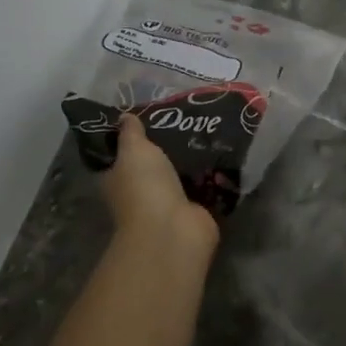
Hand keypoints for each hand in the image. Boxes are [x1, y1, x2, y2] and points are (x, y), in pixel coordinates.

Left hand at [99, 115, 218, 252]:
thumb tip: (123, 116)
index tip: (151, 116)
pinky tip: (225, 152)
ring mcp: (169, 203)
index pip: (121, 157)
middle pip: (154, 165)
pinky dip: (213, 175)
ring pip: (180, 175)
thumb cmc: (144, 187)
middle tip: (187, 118)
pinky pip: (204, 186)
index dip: (132, 139)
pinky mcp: (194, 210)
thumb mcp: (134, 150)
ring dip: (193, 160)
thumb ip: (131, 133)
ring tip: (210, 129)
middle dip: (169, 146)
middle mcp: (141, 193)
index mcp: (119, 180)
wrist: (172, 230)